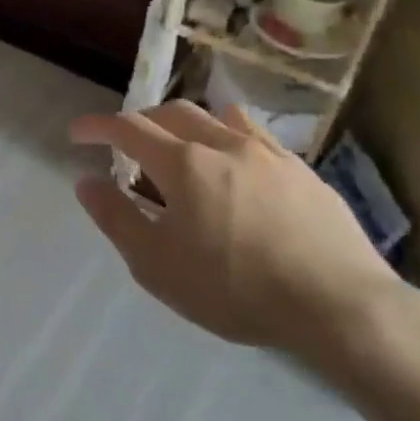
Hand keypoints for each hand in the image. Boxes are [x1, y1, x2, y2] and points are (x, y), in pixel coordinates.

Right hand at [69, 101, 405, 366]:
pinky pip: (255, 135)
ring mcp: (268, 154)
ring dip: (186, 123)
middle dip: (140, 121)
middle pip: (171, 113)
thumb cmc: (236, 288)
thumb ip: (116, 218)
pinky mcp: (304, 171)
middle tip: (126, 145)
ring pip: (216, 116)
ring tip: (180, 148)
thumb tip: (87, 182)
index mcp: (182, 164)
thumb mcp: (157, 265)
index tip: (77, 133)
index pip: (127, 128)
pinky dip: (227, 137)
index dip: (97, 125)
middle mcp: (222, 144)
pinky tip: (234, 167)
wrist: (342, 307)